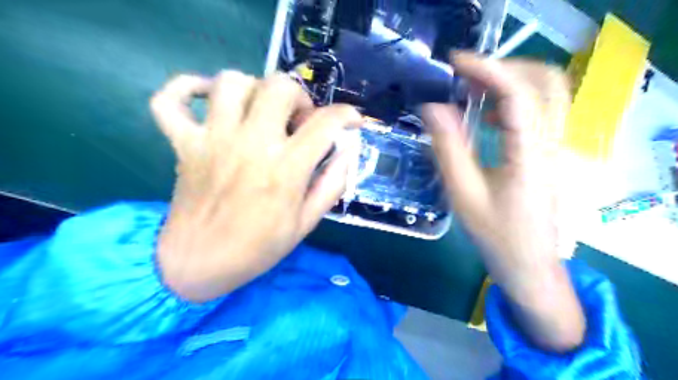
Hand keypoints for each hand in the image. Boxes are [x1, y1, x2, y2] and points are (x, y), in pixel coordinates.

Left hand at [150, 72, 362, 302]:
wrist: (200, 265)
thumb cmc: (258, 247)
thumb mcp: (307, 222)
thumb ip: (332, 184)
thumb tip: (347, 151)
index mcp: (285, 169)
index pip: (325, 124)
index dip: (346, 115)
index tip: (352, 120)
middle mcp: (251, 145)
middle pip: (278, 87)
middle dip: (299, 96)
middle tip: (298, 119)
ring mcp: (212, 140)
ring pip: (231, 82)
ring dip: (254, 88)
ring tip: (261, 111)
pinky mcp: (183, 144)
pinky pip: (170, 100)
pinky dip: (187, 89)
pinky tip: (208, 98)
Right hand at [423, 52, 588, 350]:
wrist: (528, 264)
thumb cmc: (495, 234)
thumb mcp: (463, 193)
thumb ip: (448, 148)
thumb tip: (432, 108)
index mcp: (530, 154)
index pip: (517, 94)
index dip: (486, 69)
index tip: (453, 63)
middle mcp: (552, 142)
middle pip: (545, 81)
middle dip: (503, 68)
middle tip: (464, 77)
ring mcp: (556, 146)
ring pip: (547, 93)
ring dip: (509, 82)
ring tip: (471, 91)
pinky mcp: (550, 152)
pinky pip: (540, 111)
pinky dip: (514, 102)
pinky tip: (490, 117)